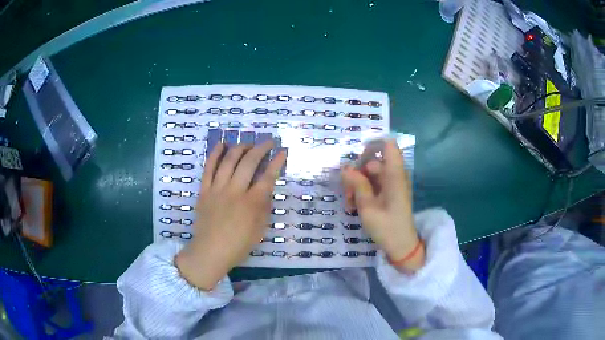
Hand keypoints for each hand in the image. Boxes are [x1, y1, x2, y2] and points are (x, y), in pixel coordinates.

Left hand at [175, 141, 285, 289]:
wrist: (210, 251)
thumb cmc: (238, 245)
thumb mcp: (260, 230)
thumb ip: (265, 208)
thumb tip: (266, 190)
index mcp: (252, 203)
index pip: (268, 176)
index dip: (277, 162)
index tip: (282, 151)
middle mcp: (235, 191)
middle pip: (249, 162)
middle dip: (261, 148)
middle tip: (268, 142)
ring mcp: (217, 189)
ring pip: (229, 160)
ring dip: (240, 148)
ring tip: (247, 143)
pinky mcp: (204, 190)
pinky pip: (208, 168)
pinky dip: (215, 154)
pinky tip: (221, 144)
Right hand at [341, 139, 423, 271]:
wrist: (401, 246)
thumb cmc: (386, 227)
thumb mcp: (367, 206)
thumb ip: (356, 184)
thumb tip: (345, 167)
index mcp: (394, 174)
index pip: (388, 145)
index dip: (372, 144)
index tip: (355, 157)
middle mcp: (395, 175)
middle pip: (373, 162)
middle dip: (357, 173)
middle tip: (347, 192)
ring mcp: (393, 184)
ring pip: (371, 175)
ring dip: (358, 185)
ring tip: (350, 203)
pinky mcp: (390, 193)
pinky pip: (374, 184)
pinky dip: (364, 192)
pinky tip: (355, 206)